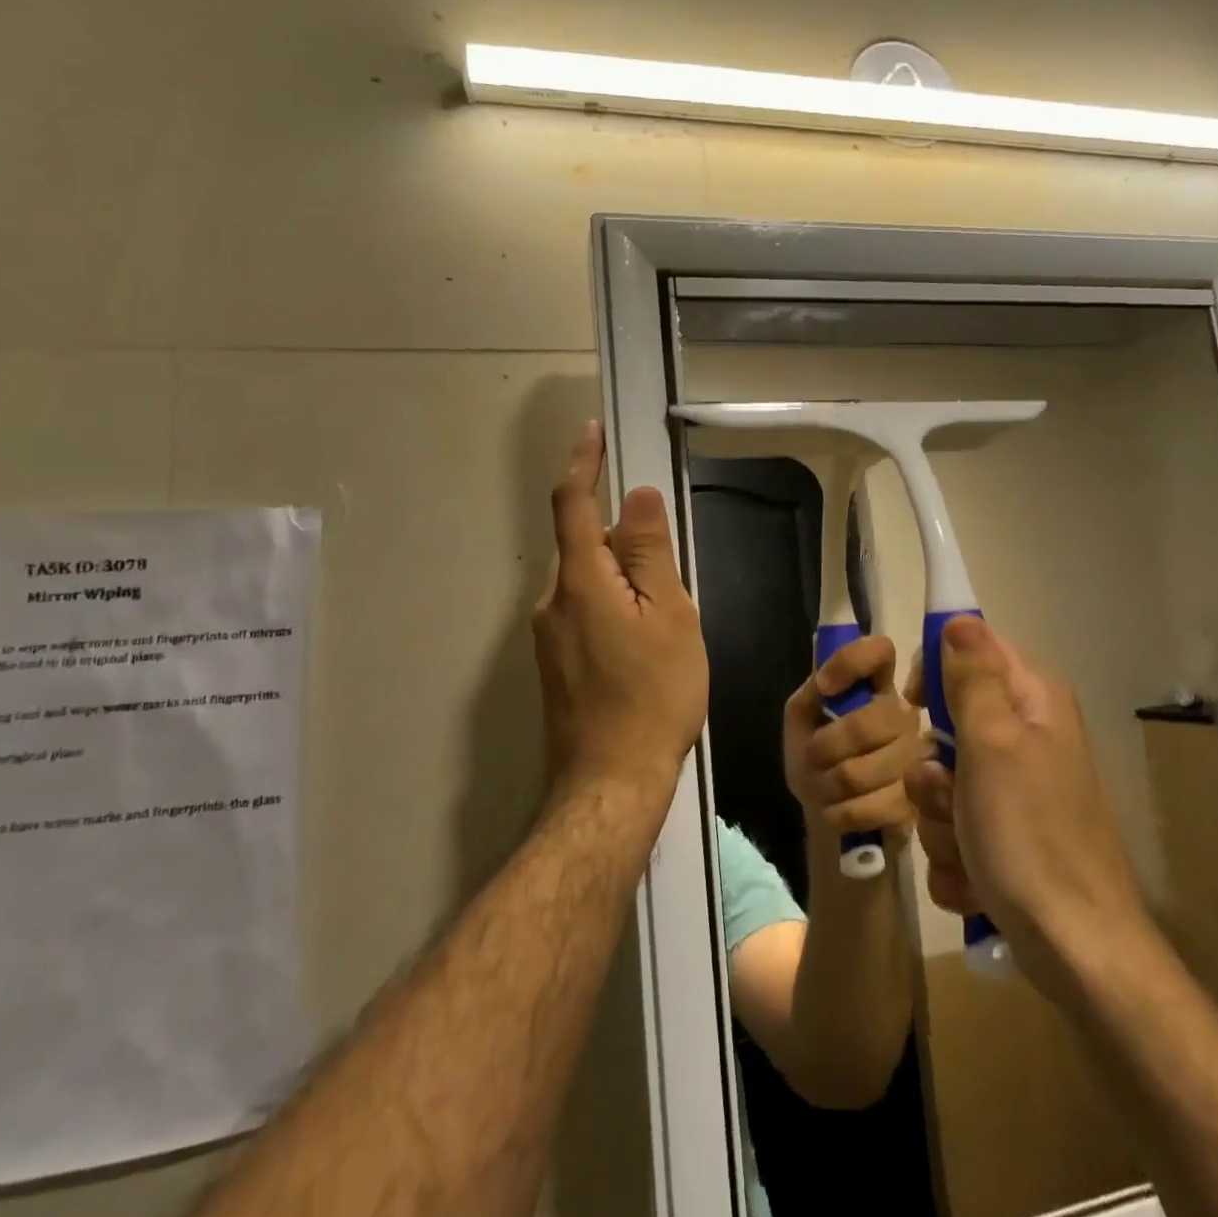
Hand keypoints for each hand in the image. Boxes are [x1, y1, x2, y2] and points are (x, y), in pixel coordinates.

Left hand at [533, 421, 708, 804]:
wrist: (610, 783)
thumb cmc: (653, 696)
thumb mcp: (668, 617)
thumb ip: (649, 553)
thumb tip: (636, 497)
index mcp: (580, 581)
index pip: (573, 503)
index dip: (583, 463)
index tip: (592, 433)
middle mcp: (552, 601)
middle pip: (583, 544)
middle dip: (620, 539)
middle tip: (669, 577)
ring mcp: (548, 636)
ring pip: (586, 582)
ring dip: (621, 579)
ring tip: (664, 622)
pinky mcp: (555, 663)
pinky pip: (583, 612)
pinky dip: (612, 606)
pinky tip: (644, 647)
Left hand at [783, 635, 927, 844]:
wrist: (825, 808)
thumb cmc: (814, 752)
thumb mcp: (802, 715)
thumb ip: (813, 691)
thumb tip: (826, 683)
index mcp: (877, 685)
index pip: (879, 651)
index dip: (851, 662)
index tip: (824, 686)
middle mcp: (905, 715)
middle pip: (873, 721)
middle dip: (827, 746)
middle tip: (812, 757)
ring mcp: (917, 759)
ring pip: (864, 771)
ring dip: (828, 784)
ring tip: (822, 785)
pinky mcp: (916, 803)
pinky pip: (871, 807)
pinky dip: (841, 811)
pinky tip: (837, 808)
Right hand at [904, 616, 1145, 977]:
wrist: (1075, 950)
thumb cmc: (1029, 836)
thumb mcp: (993, 745)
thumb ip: (972, 679)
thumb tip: (960, 618)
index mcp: (1033, 702)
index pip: (973, 649)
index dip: (935, 670)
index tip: (915, 705)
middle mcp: (1026, 737)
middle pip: (948, 722)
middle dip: (933, 767)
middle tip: (948, 794)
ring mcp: (1015, 790)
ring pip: (942, 781)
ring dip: (938, 817)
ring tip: (967, 848)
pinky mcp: (1004, 835)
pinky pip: (952, 825)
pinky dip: (954, 853)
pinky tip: (975, 877)